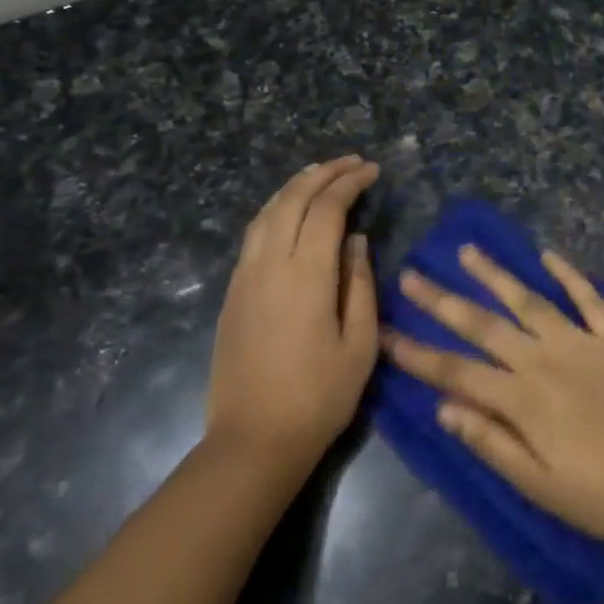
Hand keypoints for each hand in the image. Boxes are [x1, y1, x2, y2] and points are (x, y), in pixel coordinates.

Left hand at [208, 157, 380, 470]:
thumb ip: (360, 285)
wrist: (254, 440)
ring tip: (320, 176)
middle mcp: (269, 266)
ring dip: (294, 187)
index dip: (349, 183)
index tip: (371, 171)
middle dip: (322, 173)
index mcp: (306, 276)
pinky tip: (290, 214)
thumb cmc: (319, 397)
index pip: (326, 210)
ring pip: (266, 214)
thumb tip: (356, 242)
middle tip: (350, 163)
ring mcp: (244, 278)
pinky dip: (276, 210)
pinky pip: (253, 235)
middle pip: (291, 200)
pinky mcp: (232, 293)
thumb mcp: (360, 345)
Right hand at [384, 245, 603, 546]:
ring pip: (530, 300)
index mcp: (522, 399)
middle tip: (412, 274)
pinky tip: (549, 255)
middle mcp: (545, 359)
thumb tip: (443, 408)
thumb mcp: (539, 487)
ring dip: (496, 275)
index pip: (456, 371)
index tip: (384, 332)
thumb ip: (491, 443)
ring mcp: (584, 342)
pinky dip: (569, 275)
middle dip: (443, 300)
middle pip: (484, 324)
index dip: (417, 353)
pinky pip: (589, 298)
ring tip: (468, 251)